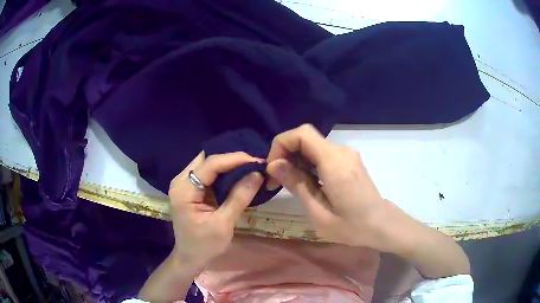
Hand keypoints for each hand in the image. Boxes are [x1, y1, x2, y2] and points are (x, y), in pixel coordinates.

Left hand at [168, 151, 263, 267]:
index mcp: (184, 189)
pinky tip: (237, 175)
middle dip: (230, 158)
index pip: (210, 164)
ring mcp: (184, 184)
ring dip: (227, 164)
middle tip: (254, 163)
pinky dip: (223, 173)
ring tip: (249, 166)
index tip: (257, 161)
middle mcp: (181, 181)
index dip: (234, 159)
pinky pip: (207, 173)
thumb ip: (239, 197)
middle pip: (206, 159)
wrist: (190, 258)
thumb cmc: (205, 245)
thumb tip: (257, 174)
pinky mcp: (190, 189)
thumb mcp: (224, 224)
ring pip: (207, 164)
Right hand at [266, 124, 391, 248]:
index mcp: (334, 163)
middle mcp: (341, 151)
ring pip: (313, 145)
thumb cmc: (352, 227)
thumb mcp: (318, 214)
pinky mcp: (349, 160)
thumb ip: (296, 185)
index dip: (281, 145)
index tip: (272, 169)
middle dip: (285, 153)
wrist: (382, 225)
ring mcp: (347, 154)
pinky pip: (322, 153)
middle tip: (276, 180)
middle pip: (306, 137)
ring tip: (289, 184)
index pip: (302, 134)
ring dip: (296, 159)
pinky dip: (308, 162)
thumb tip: (273, 165)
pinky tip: (307, 182)